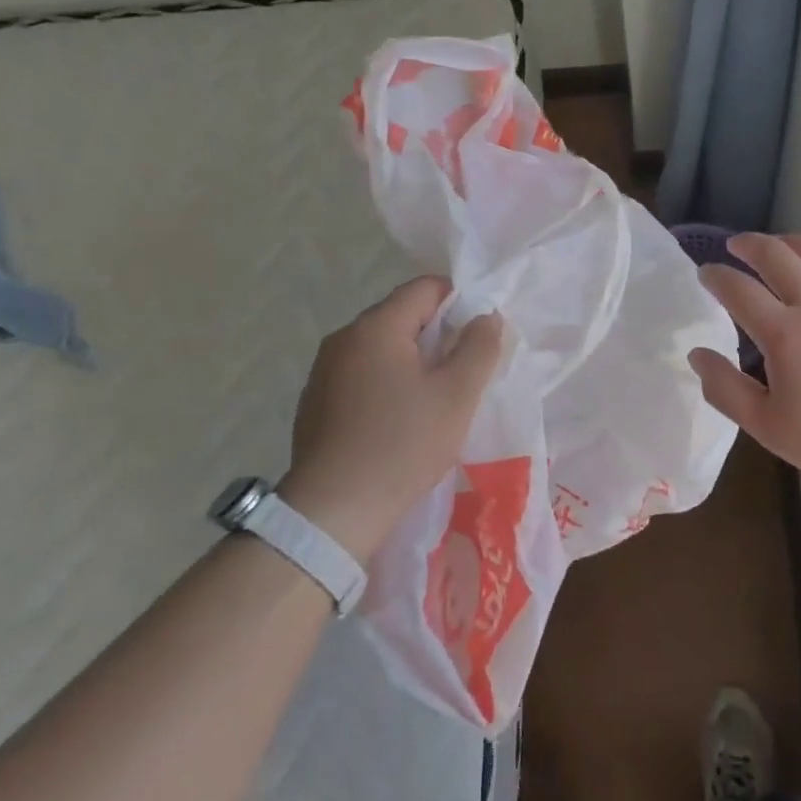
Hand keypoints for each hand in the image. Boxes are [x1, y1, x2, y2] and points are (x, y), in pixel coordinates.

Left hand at [280, 276, 502, 559]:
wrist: (333, 512)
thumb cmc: (403, 444)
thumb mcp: (458, 394)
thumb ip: (480, 347)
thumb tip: (485, 316)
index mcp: (375, 326)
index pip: (425, 288)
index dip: (460, 302)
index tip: (479, 338)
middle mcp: (343, 339)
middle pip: (403, 316)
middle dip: (438, 337)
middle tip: (464, 374)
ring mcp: (323, 372)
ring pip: (383, 349)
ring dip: (413, 363)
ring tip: (436, 401)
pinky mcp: (315, 403)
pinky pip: (362, 376)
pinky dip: (388, 385)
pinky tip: (400, 422)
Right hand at [689, 233, 800, 497]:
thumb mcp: (769, 428)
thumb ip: (726, 389)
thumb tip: (697, 354)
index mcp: (785, 332)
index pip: (738, 289)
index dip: (716, 276)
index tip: (705, 273)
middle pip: (777, 254)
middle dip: (749, 244)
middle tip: (736, 245)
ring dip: (792, 243)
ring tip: (780, 246)